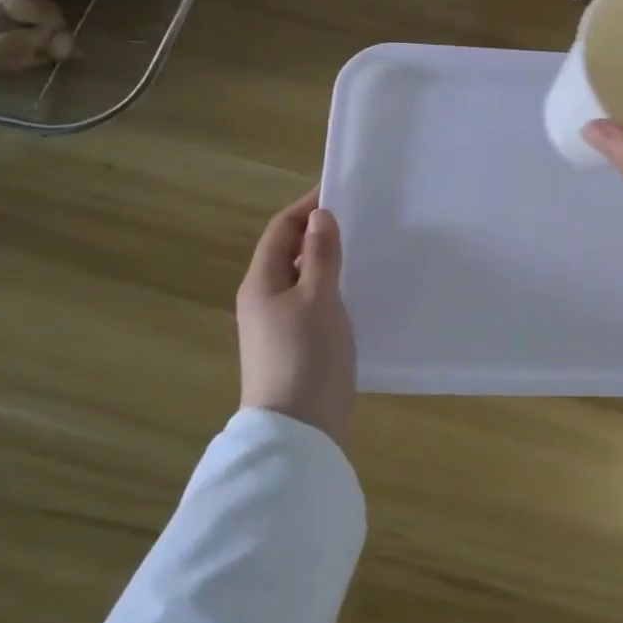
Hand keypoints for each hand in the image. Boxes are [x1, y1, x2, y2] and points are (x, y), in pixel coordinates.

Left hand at [236, 188, 355, 442]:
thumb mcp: (319, 299)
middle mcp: (262, 300)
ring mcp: (276, 326)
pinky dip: (330, 289)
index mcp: (261, 283)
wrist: (298, 431)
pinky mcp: (293, 347)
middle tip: (358, 219)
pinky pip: (310, 304)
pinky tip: (356, 293)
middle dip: (318, 233)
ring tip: (362, 250)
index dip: (306, 207)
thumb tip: (319, 216)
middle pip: (288, 253)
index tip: (339, 190)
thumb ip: (320, 256)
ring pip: (301, 280)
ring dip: (326, 262)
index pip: (280, 230)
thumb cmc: (307, 356)